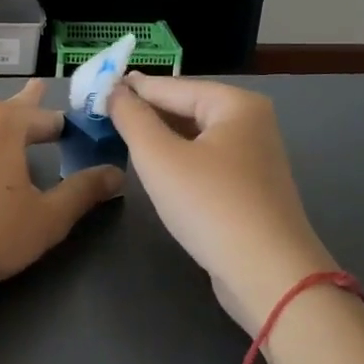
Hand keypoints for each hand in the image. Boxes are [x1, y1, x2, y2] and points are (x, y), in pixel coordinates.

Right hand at [108, 74, 332, 331]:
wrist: (270, 277)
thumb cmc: (211, 206)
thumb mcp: (159, 157)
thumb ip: (132, 118)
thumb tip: (114, 90)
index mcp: (235, 103)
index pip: (170, 86)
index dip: (129, 89)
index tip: (93, 90)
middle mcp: (251, 122)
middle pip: (186, 108)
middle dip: (145, 114)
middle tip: (101, 116)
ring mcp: (255, 157)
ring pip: (195, 136)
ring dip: (160, 138)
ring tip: (120, 139)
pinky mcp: (251, 189)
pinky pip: (205, 161)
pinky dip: (179, 161)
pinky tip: (155, 170)